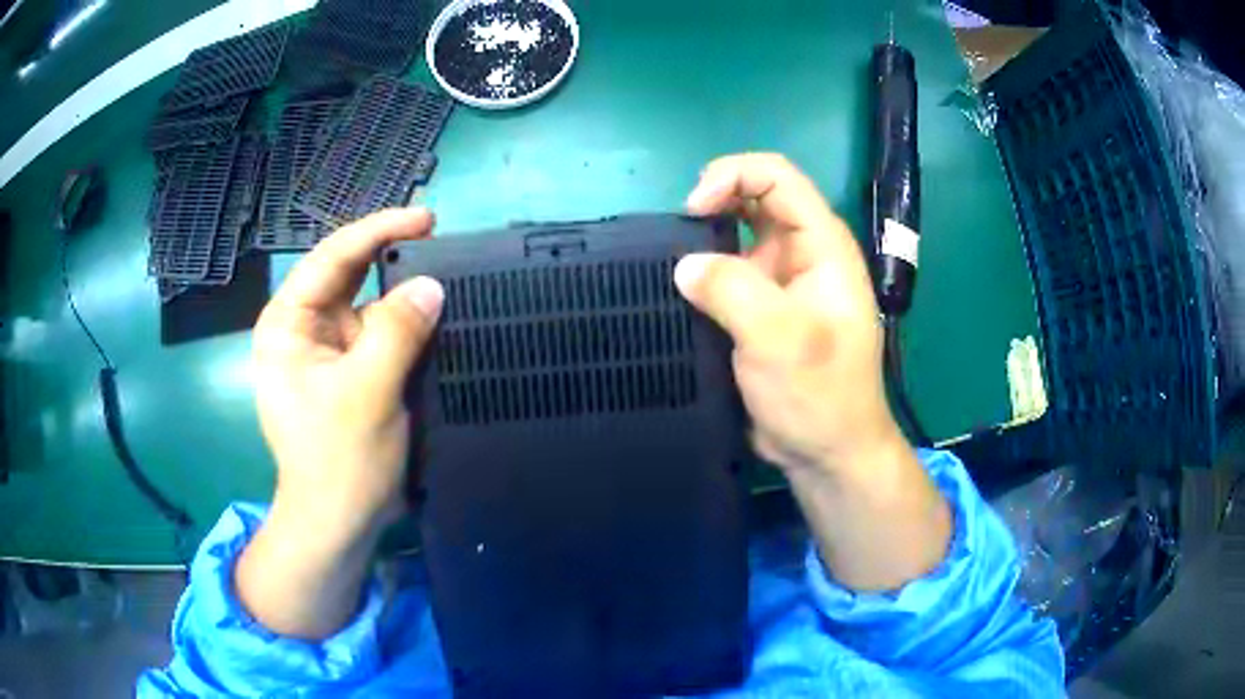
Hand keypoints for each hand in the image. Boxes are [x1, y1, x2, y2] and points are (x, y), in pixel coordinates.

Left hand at [240, 209, 442, 637]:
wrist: (340, 523)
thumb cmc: (339, 460)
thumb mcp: (367, 391)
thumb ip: (398, 331)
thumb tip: (432, 286)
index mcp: (288, 324)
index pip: (331, 258)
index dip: (377, 230)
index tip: (425, 217)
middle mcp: (305, 329)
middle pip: (351, 277)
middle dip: (393, 259)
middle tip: (442, 242)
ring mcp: (329, 352)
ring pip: (371, 307)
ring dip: (405, 297)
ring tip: (447, 282)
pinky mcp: (352, 373)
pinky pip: (382, 337)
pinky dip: (408, 328)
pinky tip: (436, 321)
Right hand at [677, 154, 949, 590]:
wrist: (825, 452)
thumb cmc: (819, 394)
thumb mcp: (779, 338)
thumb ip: (733, 290)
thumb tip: (684, 266)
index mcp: (821, 244)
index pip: (777, 176)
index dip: (732, 175)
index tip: (694, 210)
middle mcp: (800, 252)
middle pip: (753, 196)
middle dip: (712, 202)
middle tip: (678, 236)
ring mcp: (778, 280)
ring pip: (734, 234)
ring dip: (702, 240)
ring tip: (672, 266)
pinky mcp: (758, 309)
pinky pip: (724, 273)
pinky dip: (700, 273)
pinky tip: (679, 291)